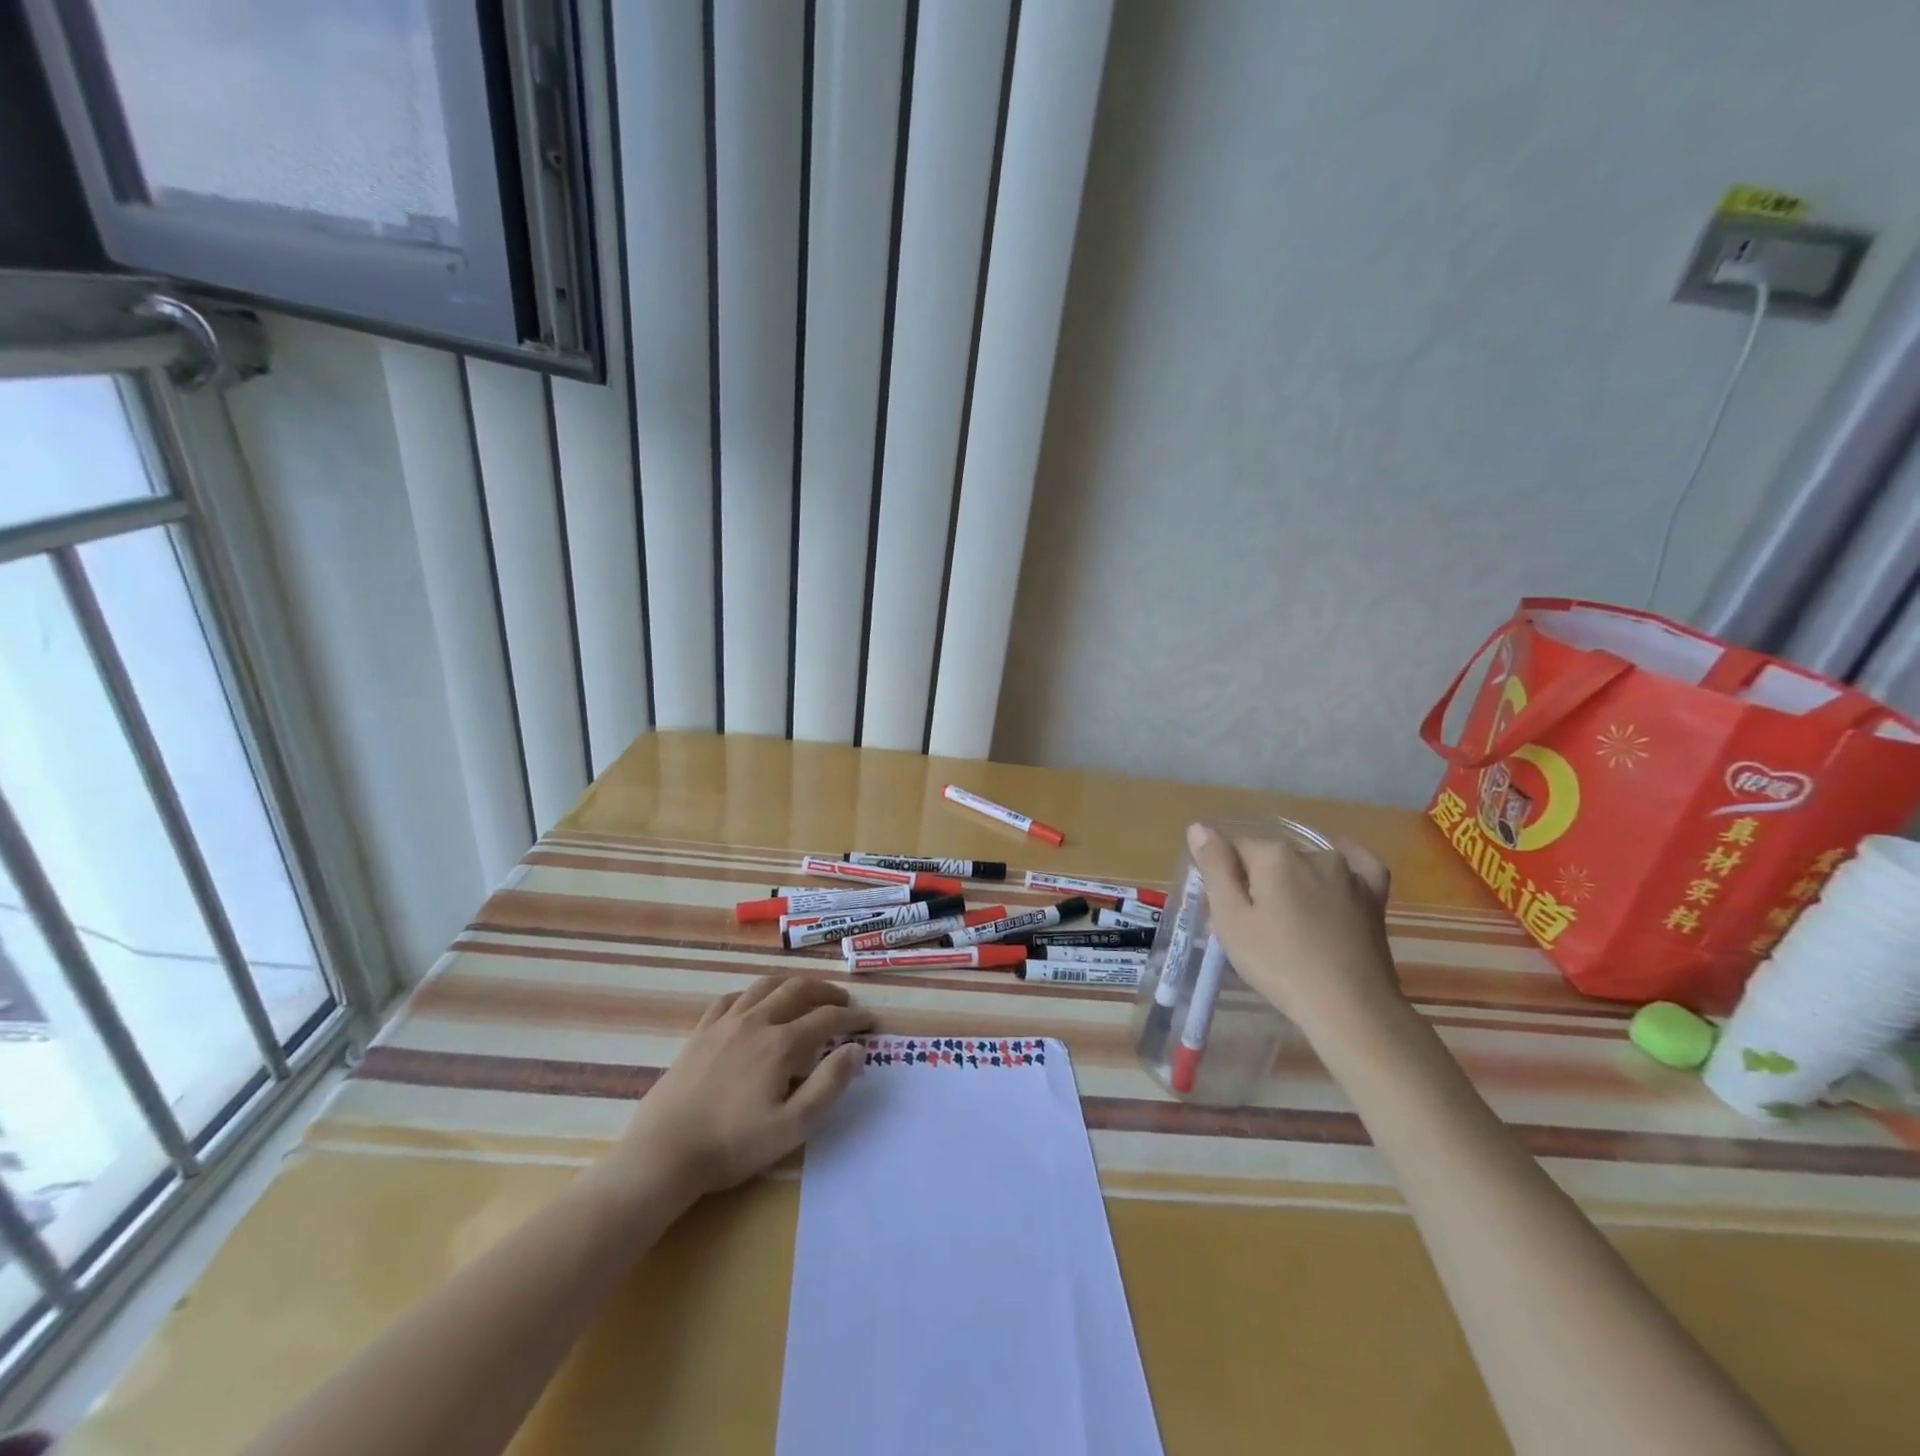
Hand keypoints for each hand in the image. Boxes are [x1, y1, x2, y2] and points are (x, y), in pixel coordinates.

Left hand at [609, 976, 873, 1199]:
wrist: (664, 1153)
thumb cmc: (733, 1145)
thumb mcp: (792, 1126)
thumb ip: (828, 1084)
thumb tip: (857, 1050)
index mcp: (781, 1044)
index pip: (827, 1019)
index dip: (852, 1018)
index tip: (869, 1022)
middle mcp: (756, 1021)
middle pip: (798, 990)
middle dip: (826, 992)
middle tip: (843, 1003)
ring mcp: (725, 1023)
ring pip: (765, 986)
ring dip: (792, 985)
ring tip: (805, 995)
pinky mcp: (700, 1032)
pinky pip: (732, 997)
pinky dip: (754, 994)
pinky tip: (756, 1004)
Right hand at [1185, 822, 1400, 1031]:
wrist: (1351, 1008)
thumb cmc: (1280, 964)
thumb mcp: (1231, 920)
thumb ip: (1215, 868)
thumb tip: (1199, 827)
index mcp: (1274, 855)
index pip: (1234, 849)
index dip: (1224, 877)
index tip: (1225, 911)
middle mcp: (1314, 854)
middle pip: (1271, 858)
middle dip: (1258, 882)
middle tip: (1253, 926)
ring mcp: (1349, 873)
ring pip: (1307, 865)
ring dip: (1294, 883)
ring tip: (1290, 925)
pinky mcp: (1374, 896)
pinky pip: (1357, 867)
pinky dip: (1343, 869)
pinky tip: (1335, 878)